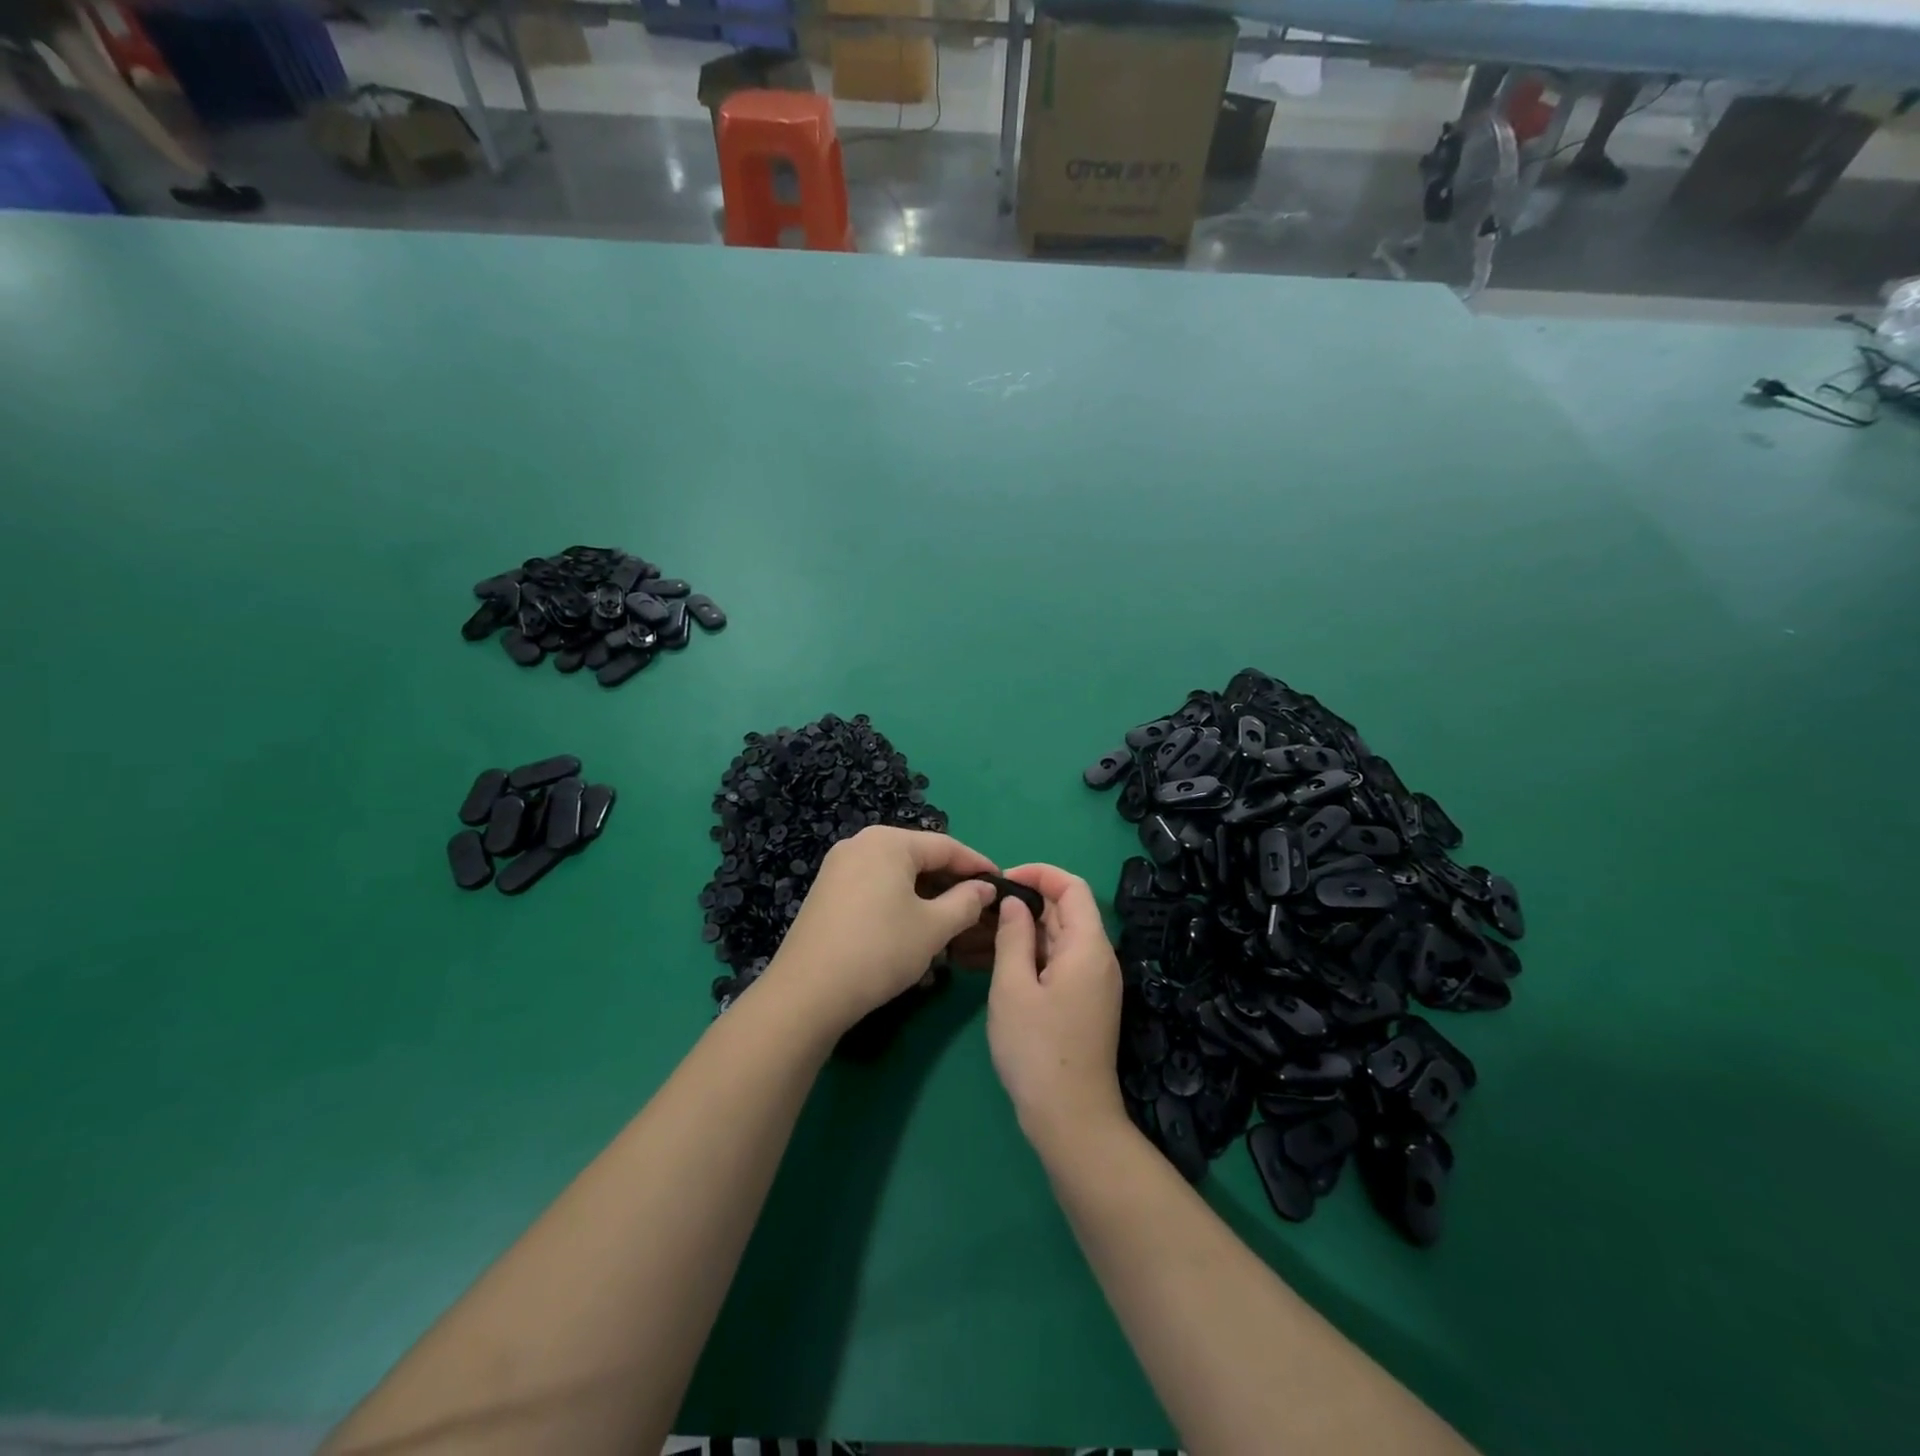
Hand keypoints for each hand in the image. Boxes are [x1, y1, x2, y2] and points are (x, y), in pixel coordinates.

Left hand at [766, 826, 999, 1035]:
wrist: (808, 992)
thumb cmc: (880, 950)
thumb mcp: (933, 927)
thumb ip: (965, 902)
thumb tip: (985, 888)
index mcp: (889, 842)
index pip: (946, 846)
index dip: (978, 866)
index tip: (1003, 885)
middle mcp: (861, 844)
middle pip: (919, 857)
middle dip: (951, 882)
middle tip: (980, 907)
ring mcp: (839, 867)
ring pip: (897, 875)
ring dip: (927, 895)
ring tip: (952, 922)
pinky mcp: (827, 892)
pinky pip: (875, 887)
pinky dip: (900, 902)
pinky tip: (913, 929)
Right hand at [986, 863, 1125, 1152]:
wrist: (1070, 1118)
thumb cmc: (1037, 1048)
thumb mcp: (1013, 987)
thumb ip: (1013, 936)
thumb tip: (1015, 902)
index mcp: (1088, 946)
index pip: (1071, 887)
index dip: (1038, 873)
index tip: (1001, 881)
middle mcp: (1097, 958)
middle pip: (1064, 912)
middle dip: (1024, 904)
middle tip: (980, 911)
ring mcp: (1092, 982)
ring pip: (1056, 940)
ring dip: (1021, 932)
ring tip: (976, 937)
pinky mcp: (1082, 1003)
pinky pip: (1056, 964)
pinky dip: (1028, 957)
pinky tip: (992, 964)